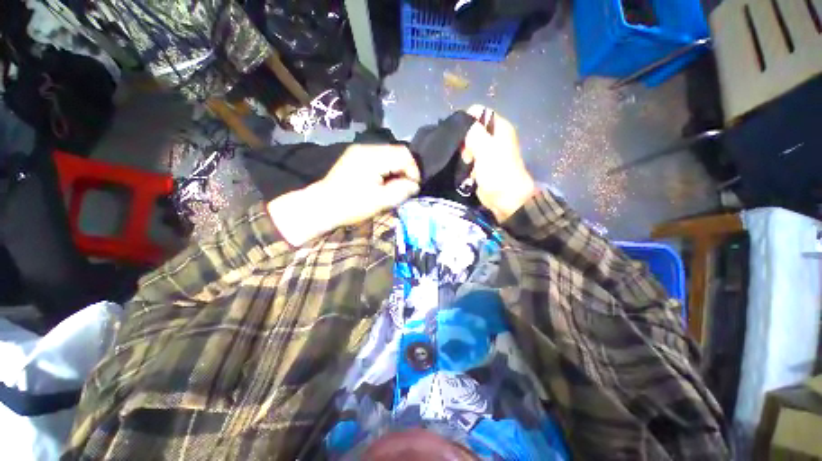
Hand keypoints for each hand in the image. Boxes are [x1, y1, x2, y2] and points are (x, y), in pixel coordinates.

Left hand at [268, 144, 420, 245]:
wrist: (322, 205)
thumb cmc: (351, 205)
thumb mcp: (380, 201)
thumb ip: (401, 191)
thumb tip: (414, 185)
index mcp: (372, 157)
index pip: (404, 155)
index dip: (413, 170)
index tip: (413, 187)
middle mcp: (366, 148)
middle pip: (397, 151)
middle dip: (406, 169)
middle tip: (405, 187)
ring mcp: (359, 150)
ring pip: (389, 153)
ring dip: (396, 168)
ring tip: (395, 185)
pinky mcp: (355, 155)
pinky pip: (379, 156)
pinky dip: (387, 167)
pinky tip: (384, 180)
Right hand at [462, 105, 536, 221]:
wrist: (505, 199)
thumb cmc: (498, 172)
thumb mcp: (485, 149)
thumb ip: (474, 132)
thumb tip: (463, 120)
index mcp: (499, 127)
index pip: (477, 112)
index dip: (466, 122)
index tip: (462, 138)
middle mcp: (494, 136)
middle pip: (471, 130)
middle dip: (464, 142)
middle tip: (467, 155)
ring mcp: (488, 152)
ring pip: (468, 145)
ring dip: (465, 155)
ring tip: (468, 165)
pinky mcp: (483, 164)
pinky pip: (469, 158)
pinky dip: (467, 164)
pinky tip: (469, 172)